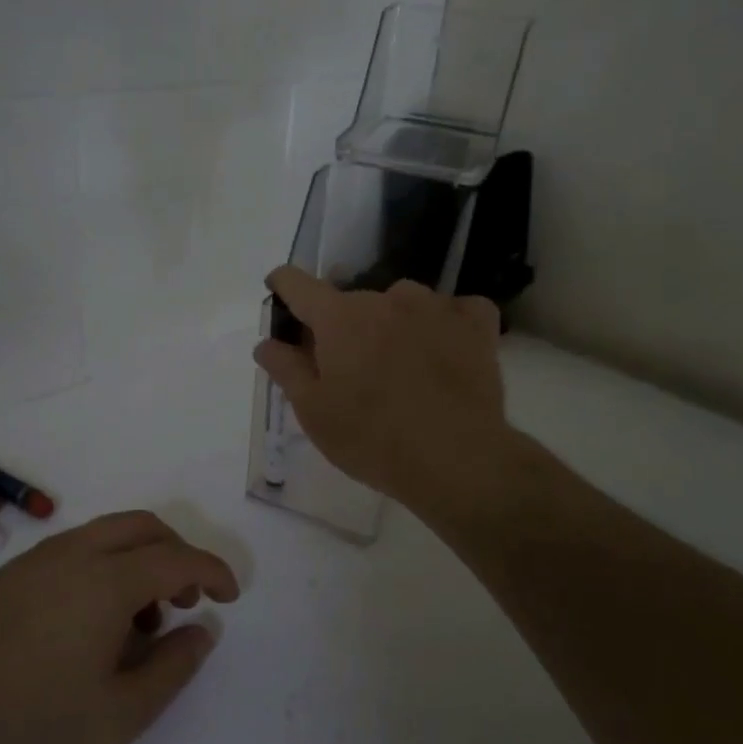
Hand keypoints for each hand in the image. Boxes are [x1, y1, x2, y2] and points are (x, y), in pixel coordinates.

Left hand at [0, 511, 238, 743]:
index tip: (230, 596)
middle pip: (142, 527)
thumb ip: (175, 666)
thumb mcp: (123, 713)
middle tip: (186, 601)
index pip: (177, 558)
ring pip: (105, 535)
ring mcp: (35, 560)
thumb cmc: (37, 725)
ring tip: (139, 621)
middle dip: (177, 553)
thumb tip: (202, 630)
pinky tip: (90, 621)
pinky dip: (102, 566)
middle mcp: (73, 554)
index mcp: (106, 580)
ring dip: (137, 560)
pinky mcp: (8, 575)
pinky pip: (73, 550)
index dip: (212, 571)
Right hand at [255, 265, 509, 503]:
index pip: (298, 284)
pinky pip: (456, 310)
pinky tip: (447, 351)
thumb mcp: (314, 412)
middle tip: (349, 369)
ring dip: (394, 323)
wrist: (456, 458)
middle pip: (352, 302)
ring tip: (402, 364)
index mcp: (339, 318)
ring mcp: (435, 306)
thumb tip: (266, 342)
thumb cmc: (371, 438)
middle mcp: (385, 298)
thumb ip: (286, 370)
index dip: (283, 286)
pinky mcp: (476, 324)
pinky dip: (447, 324)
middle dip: (344, 327)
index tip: (279, 294)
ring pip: (403, 302)